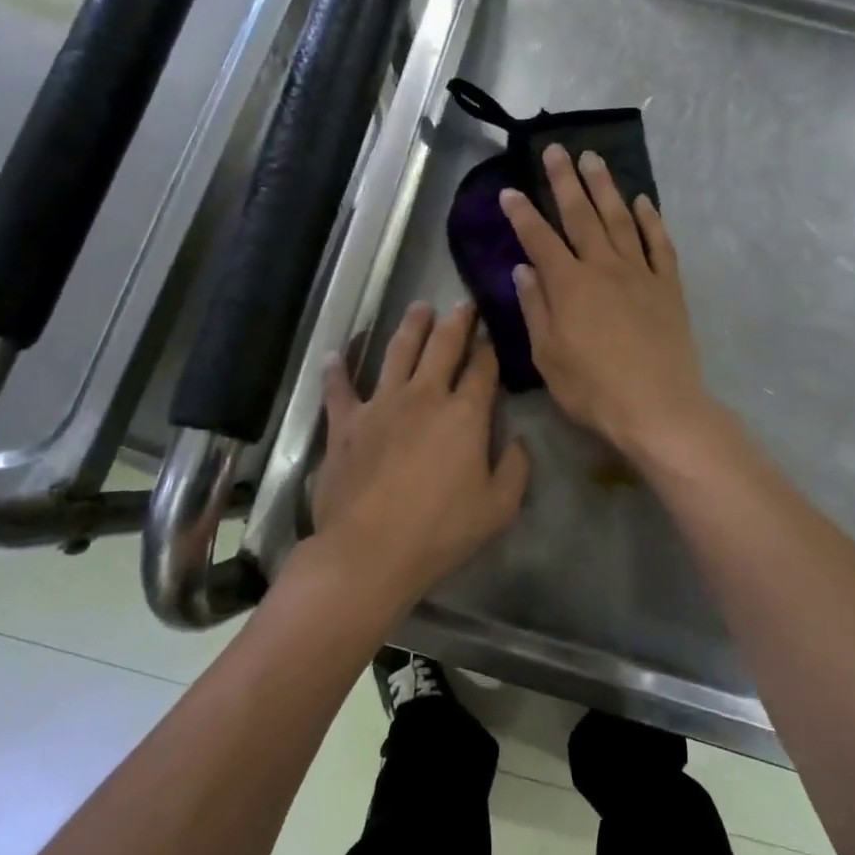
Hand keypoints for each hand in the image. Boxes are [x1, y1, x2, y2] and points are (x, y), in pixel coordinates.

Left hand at [310, 300, 529, 610]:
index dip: (490, 348)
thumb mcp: (498, 507)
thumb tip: (520, 442)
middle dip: (456, 322)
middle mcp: (424, 396)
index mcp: (464, 414)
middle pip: (443, 346)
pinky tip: (334, 356)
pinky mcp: (345, 422)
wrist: (370, 549)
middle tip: (462, 304)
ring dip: (410, 327)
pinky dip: (337, 371)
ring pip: (397, 352)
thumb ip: (516, 469)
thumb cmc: (441, 530)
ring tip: (418, 308)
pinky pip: (339, 388)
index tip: (492, 334)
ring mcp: (381, 404)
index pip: (483, 368)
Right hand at [500, 145, 715, 461]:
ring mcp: (640, 274)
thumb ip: (536, 308)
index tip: (509, 191)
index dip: (522, 214)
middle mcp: (604, 268)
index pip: (540, 239)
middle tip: (555, 150)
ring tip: (594, 159)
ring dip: (606, 187)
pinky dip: (651, 220)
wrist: (657, 407)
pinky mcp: (668, 286)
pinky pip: (659, 244)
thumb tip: (523, 269)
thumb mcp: (548, 356)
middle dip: (565, 181)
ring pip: (620, 219)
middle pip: (581, 215)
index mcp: (569, 285)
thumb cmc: (593, 389)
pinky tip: (643, 201)